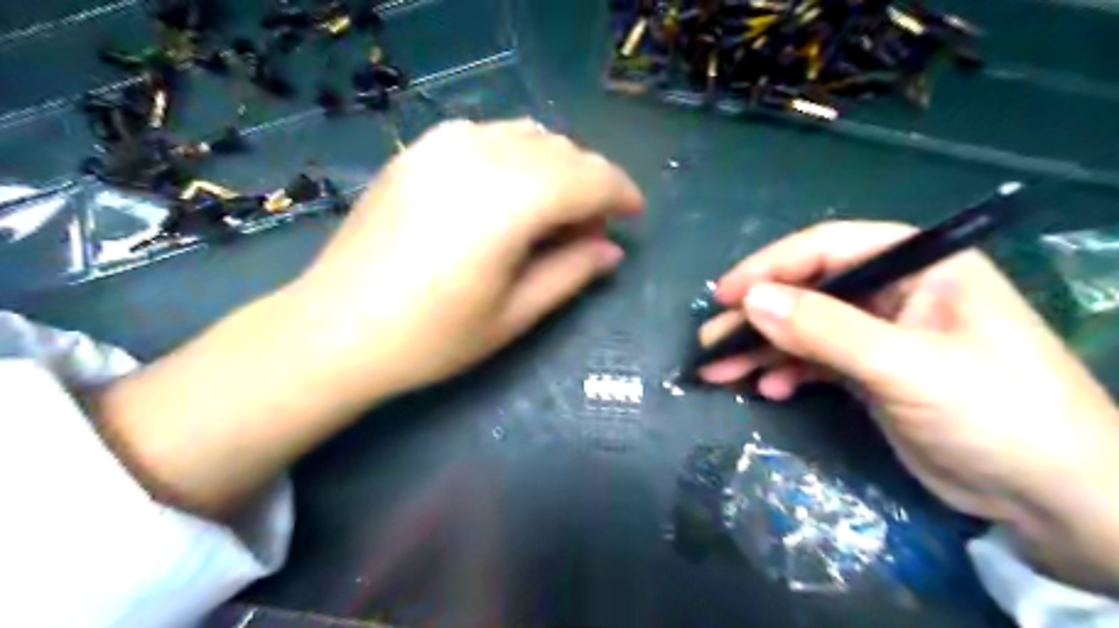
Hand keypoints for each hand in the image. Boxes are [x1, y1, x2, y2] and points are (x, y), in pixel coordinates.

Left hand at [99, 116, 636, 515]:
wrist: (336, 330)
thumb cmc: (432, 338)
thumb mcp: (515, 315)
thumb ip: (572, 272)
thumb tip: (612, 249)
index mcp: (510, 202)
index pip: (589, 178)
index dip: (621, 194)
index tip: (634, 215)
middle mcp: (481, 157)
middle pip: (563, 150)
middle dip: (590, 185)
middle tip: (588, 232)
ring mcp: (444, 146)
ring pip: (529, 134)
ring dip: (556, 167)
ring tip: (551, 214)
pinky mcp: (419, 150)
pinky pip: (489, 134)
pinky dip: (517, 155)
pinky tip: (508, 193)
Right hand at [697, 222, 1118, 587]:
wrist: (1050, 495)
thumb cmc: (995, 411)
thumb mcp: (905, 366)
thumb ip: (825, 329)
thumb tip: (751, 300)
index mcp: (917, 266)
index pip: (828, 248)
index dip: (770, 267)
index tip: (725, 296)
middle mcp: (894, 292)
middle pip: (809, 291)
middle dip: (756, 317)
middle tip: (710, 341)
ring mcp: (880, 333)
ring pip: (805, 330)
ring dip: (762, 350)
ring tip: (718, 372)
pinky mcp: (871, 371)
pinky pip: (816, 361)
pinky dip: (789, 374)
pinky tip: (769, 391)